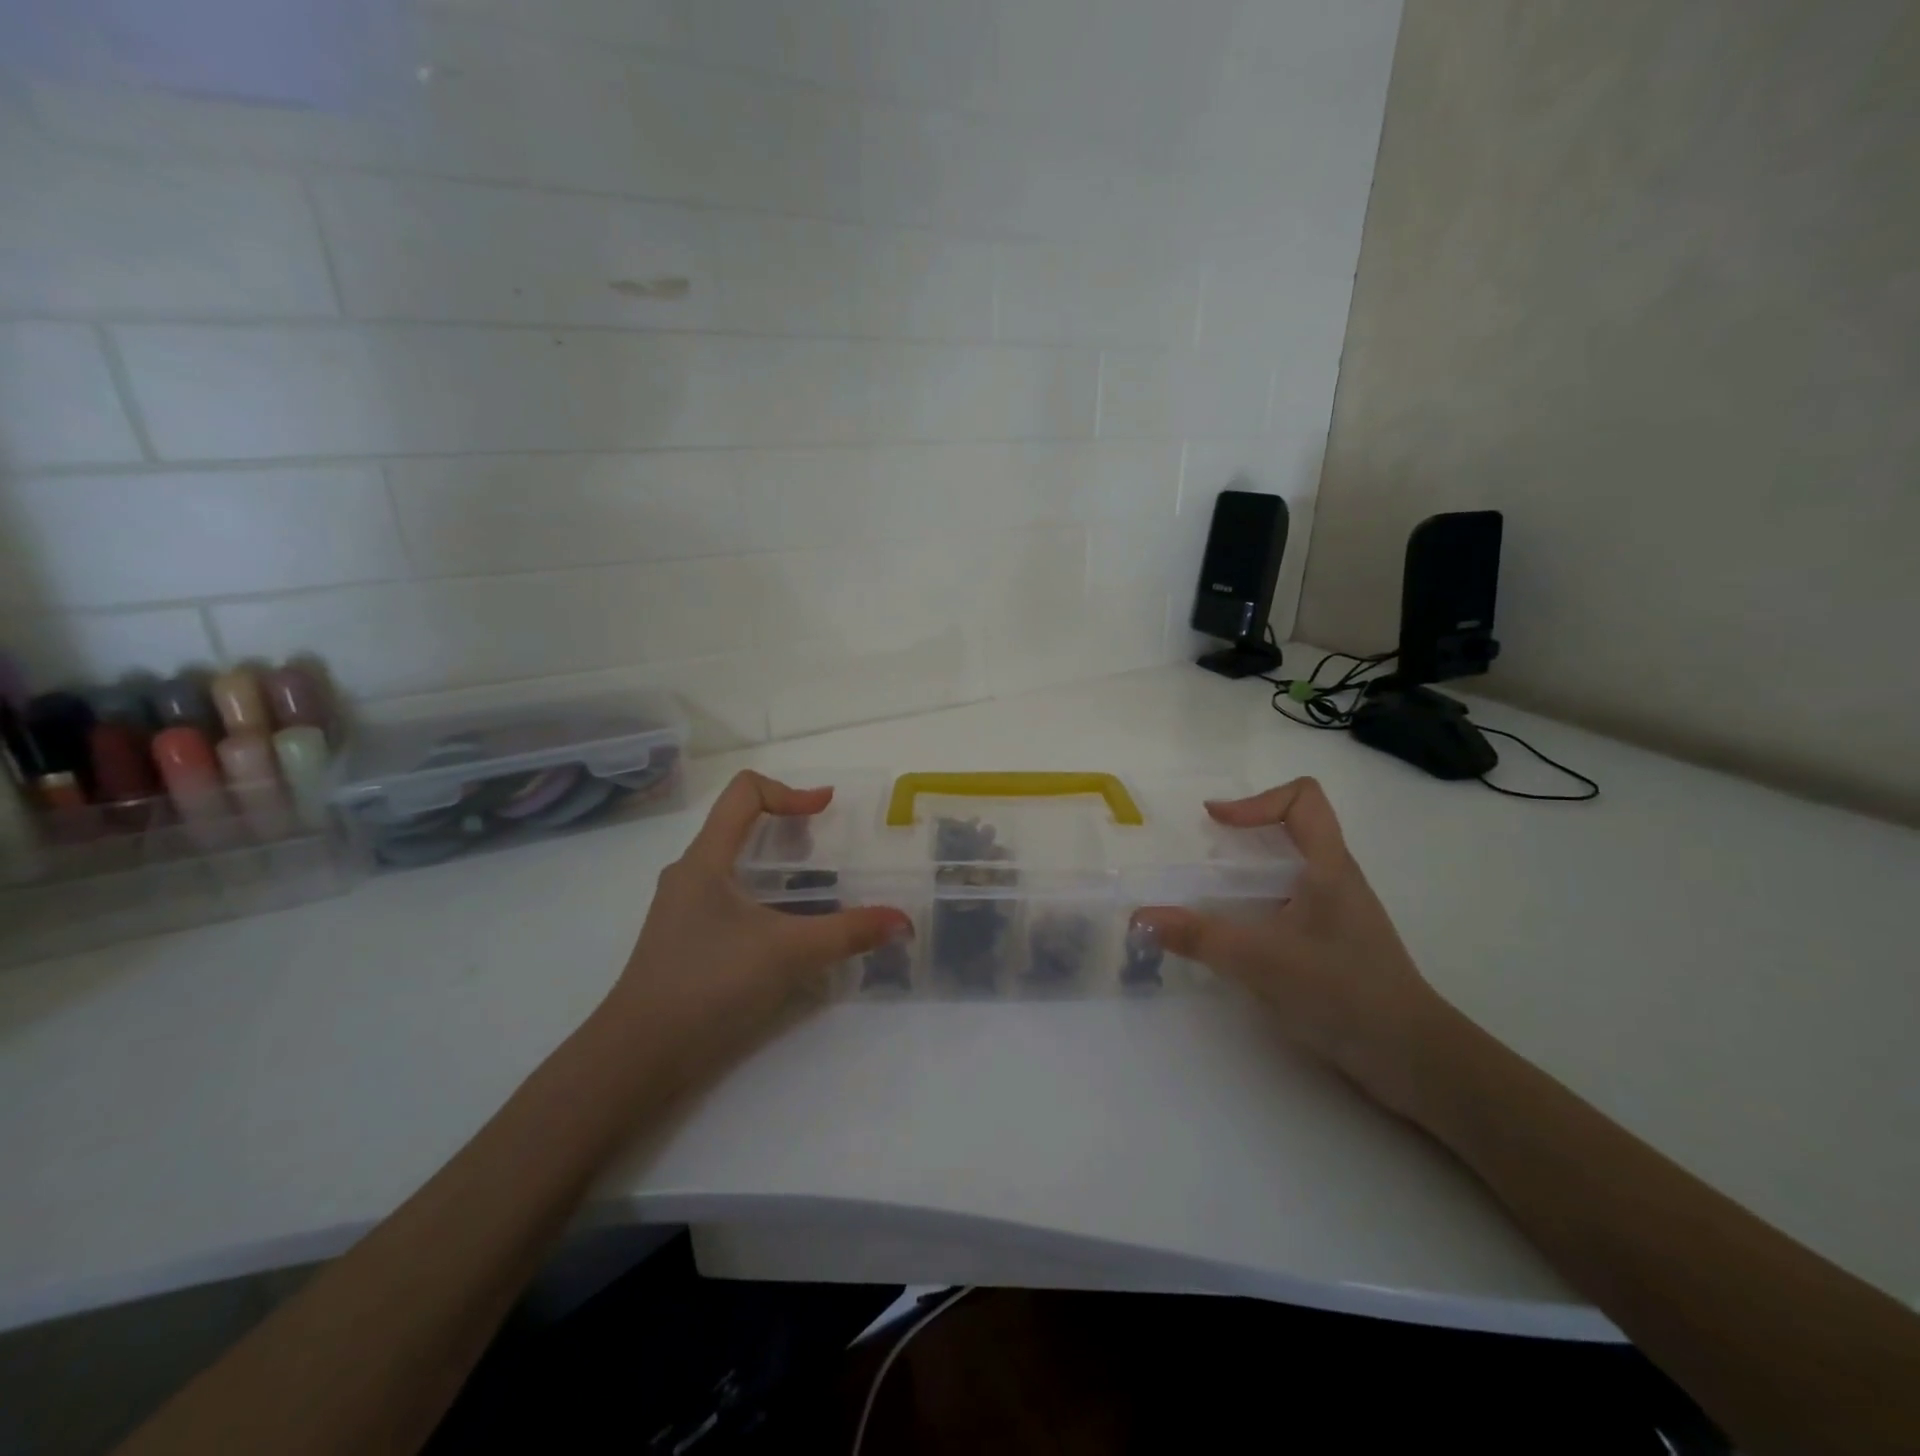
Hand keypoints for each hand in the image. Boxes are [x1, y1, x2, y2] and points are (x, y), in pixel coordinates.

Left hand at [596, 771, 909, 1089]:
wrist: (637, 1058)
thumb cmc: (708, 985)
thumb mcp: (788, 953)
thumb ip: (849, 933)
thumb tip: (903, 922)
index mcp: (705, 859)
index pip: (745, 793)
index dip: (790, 791)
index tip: (827, 809)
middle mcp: (690, 874)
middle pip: (740, 825)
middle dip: (788, 827)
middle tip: (828, 851)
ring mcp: (683, 910)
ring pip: (735, 866)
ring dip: (777, 866)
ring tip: (816, 890)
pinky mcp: (685, 941)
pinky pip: (730, 899)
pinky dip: (764, 898)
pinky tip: (788, 933)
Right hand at [1133, 778, 1444, 1113]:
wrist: (1410, 1057)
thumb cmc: (1341, 991)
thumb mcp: (1260, 959)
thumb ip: (1198, 936)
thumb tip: (1141, 918)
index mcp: (1328, 866)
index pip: (1302, 799)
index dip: (1255, 801)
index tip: (1215, 822)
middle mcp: (1336, 880)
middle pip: (1292, 831)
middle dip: (1243, 838)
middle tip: (1203, 861)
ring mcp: (1337, 913)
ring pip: (1289, 871)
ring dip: (1248, 876)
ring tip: (1210, 900)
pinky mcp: (1333, 943)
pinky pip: (1290, 905)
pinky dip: (1257, 908)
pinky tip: (1237, 940)